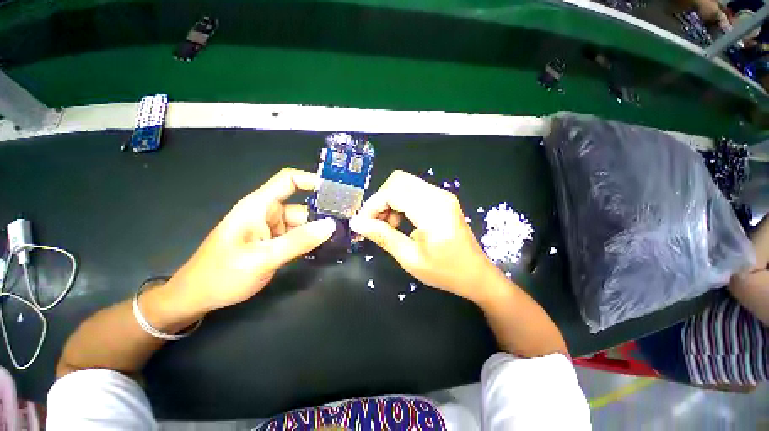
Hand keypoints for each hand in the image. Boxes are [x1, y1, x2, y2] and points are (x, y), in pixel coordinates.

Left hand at [166, 168, 335, 312]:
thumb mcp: (262, 258)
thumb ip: (298, 241)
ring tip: (343, 237)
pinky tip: (327, 247)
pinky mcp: (274, 242)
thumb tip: (331, 225)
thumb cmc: (222, 274)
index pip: (288, 180)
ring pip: (303, 223)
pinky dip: (311, 240)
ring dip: (320, 230)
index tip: (336, 190)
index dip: (312, 180)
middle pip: (302, 205)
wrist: (197, 297)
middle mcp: (268, 213)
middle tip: (349, 223)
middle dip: (324, 213)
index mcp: (259, 206)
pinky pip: (298, 236)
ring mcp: (272, 229)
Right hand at [350, 170, 498, 302]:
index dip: (373, 205)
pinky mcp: (441, 199)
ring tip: (387, 225)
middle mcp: (438, 195)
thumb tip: (357, 223)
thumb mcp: (410, 258)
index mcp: (432, 210)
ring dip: (389, 200)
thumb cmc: (445, 271)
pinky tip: (399, 221)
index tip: (362, 224)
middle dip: (380, 200)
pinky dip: (400, 201)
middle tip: (374, 223)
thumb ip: (383, 237)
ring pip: (404, 183)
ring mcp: (441, 195)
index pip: (393, 192)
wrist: (476, 274)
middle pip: (398, 181)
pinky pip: (413, 190)